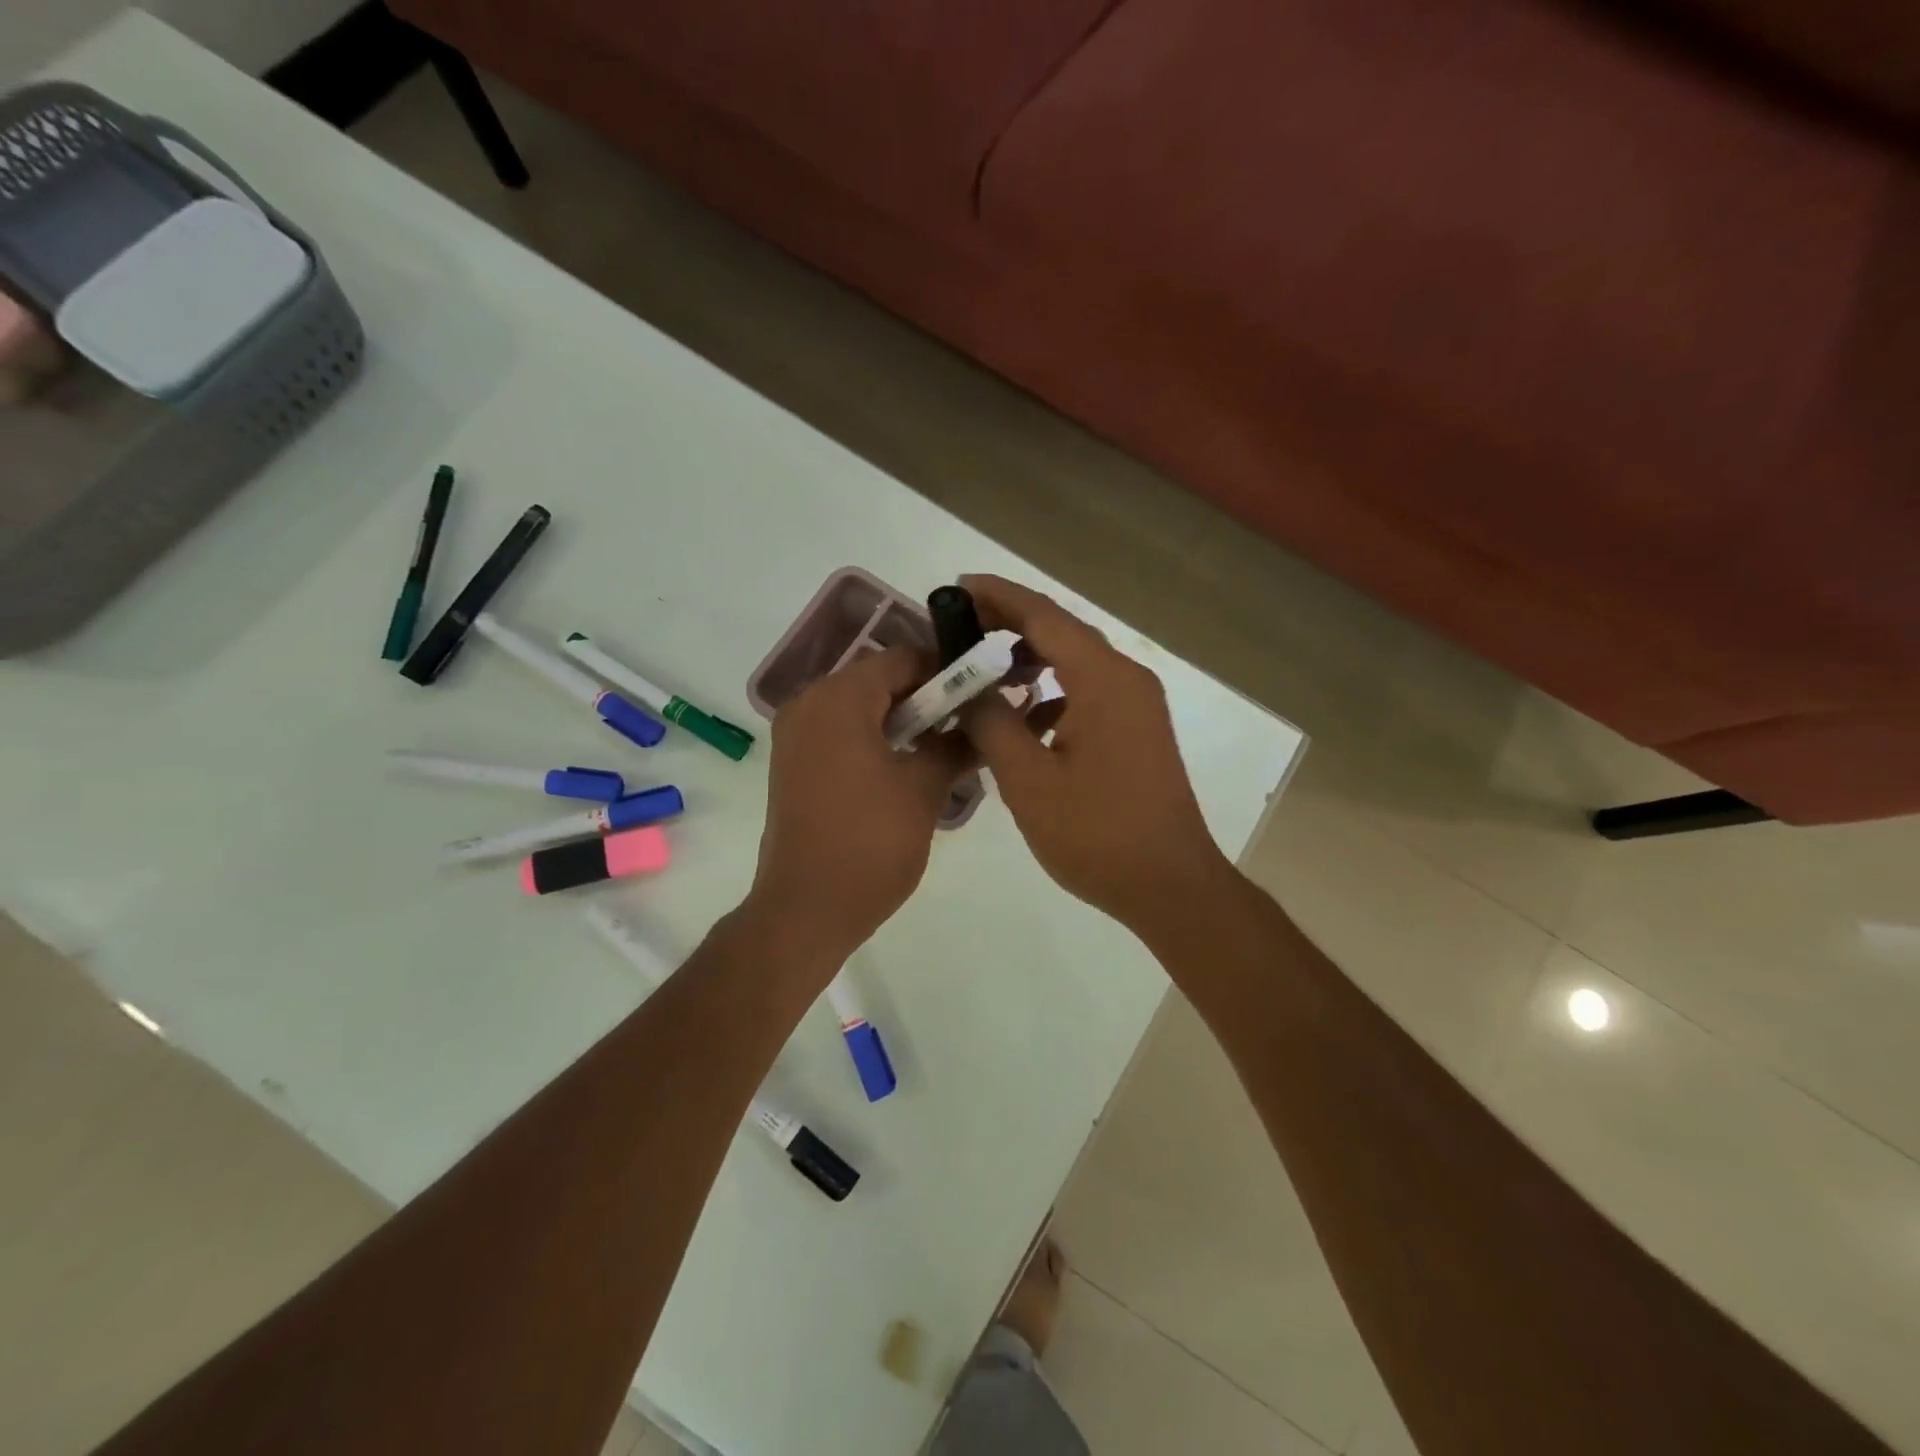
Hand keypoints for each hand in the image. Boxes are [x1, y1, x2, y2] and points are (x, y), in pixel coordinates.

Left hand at [747, 647, 971, 966]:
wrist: (806, 910)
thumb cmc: (870, 843)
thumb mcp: (925, 789)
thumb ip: (957, 744)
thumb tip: (987, 722)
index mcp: (838, 698)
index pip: (903, 659)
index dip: (948, 671)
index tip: (984, 692)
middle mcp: (809, 704)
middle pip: (880, 681)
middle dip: (928, 697)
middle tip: (971, 721)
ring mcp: (796, 735)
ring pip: (861, 708)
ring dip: (905, 720)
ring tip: (948, 746)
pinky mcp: (794, 764)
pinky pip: (842, 733)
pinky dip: (877, 739)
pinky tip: (911, 766)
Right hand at [959, 575, 1232, 935]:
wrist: (1171, 885)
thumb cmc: (1097, 833)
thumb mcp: (1028, 780)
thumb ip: (992, 723)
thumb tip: (969, 687)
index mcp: (1102, 679)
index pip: (1043, 616)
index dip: (998, 597)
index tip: (957, 586)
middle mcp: (1126, 678)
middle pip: (1062, 632)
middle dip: (1009, 624)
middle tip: (959, 626)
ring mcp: (1137, 705)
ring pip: (1075, 663)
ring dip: (1030, 660)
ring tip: (981, 670)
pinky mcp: (1138, 730)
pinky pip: (1088, 692)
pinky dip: (1052, 693)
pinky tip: (1023, 717)